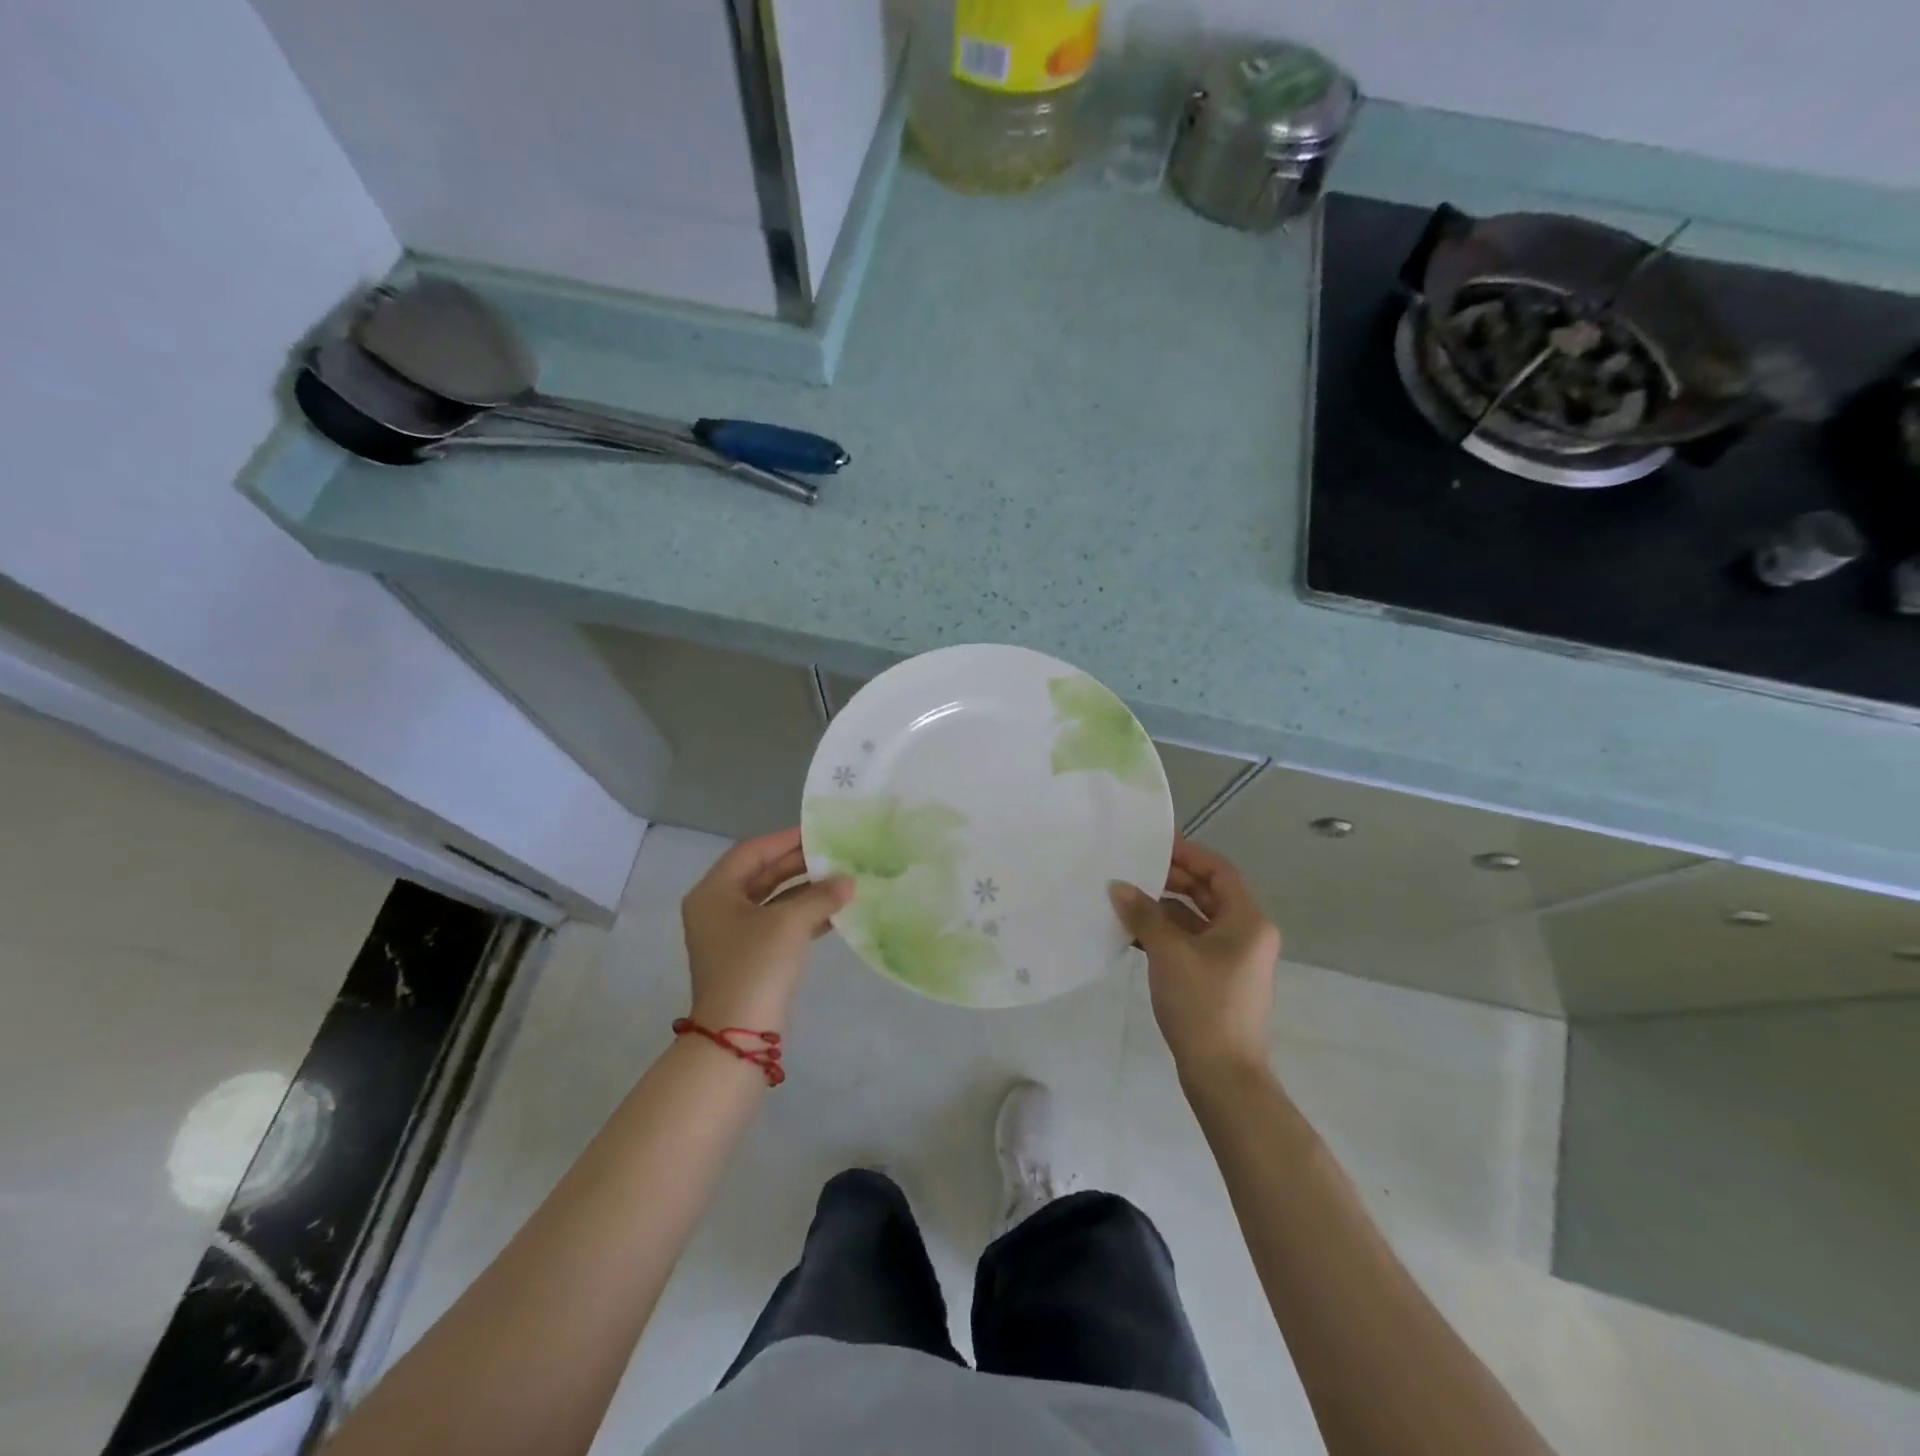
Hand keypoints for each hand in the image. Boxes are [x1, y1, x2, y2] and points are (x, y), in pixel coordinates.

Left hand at [681, 828, 853, 1033]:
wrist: (738, 1036)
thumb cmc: (756, 965)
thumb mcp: (790, 923)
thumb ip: (821, 895)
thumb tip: (848, 881)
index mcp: (714, 892)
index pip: (751, 852)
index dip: (786, 839)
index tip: (819, 831)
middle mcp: (717, 909)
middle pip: (761, 875)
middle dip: (798, 865)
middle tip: (834, 854)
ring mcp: (731, 936)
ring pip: (772, 901)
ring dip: (805, 891)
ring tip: (841, 880)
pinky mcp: (748, 957)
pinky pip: (777, 924)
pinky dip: (803, 916)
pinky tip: (834, 913)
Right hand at [1109, 836, 1280, 1082]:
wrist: (1223, 1075)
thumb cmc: (1204, 1004)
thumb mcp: (1169, 953)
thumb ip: (1144, 914)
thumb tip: (1117, 886)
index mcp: (1248, 920)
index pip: (1218, 871)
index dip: (1187, 854)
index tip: (1153, 843)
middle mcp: (1245, 934)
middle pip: (1207, 893)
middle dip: (1170, 880)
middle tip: (1132, 869)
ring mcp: (1232, 959)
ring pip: (1195, 920)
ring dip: (1163, 908)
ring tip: (1124, 898)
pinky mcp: (1216, 980)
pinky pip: (1189, 943)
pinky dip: (1164, 934)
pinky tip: (1132, 933)